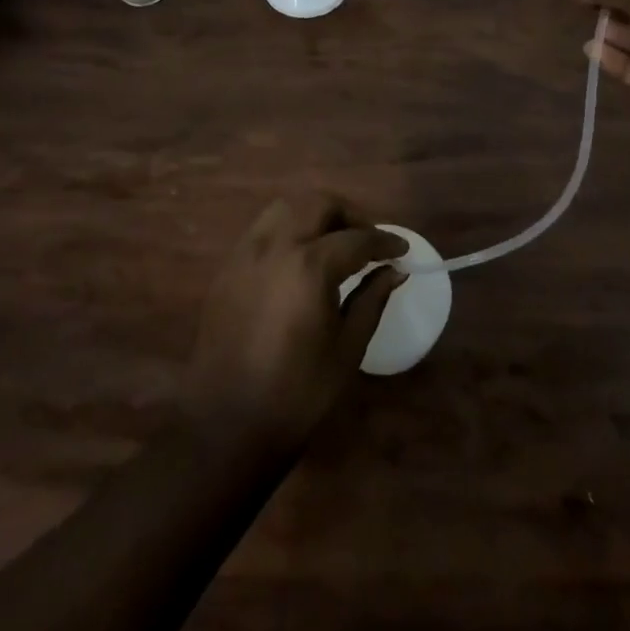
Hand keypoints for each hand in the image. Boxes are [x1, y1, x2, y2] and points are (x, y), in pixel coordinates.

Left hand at [182, 194, 405, 453]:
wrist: (227, 425)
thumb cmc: (298, 393)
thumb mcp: (347, 347)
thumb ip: (372, 298)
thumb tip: (395, 270)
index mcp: (310, 266)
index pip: (357, 239)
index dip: (385, 241)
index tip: (403, 249)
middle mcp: (275, 246)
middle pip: (319, 205)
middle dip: (351, 216)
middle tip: (370, 240)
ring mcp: (246, 253)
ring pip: (286, 208)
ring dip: (316, 214)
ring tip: (335, 241)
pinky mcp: (227, 268)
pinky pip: (263, 230)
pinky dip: (289, 229)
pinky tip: (301, 257)